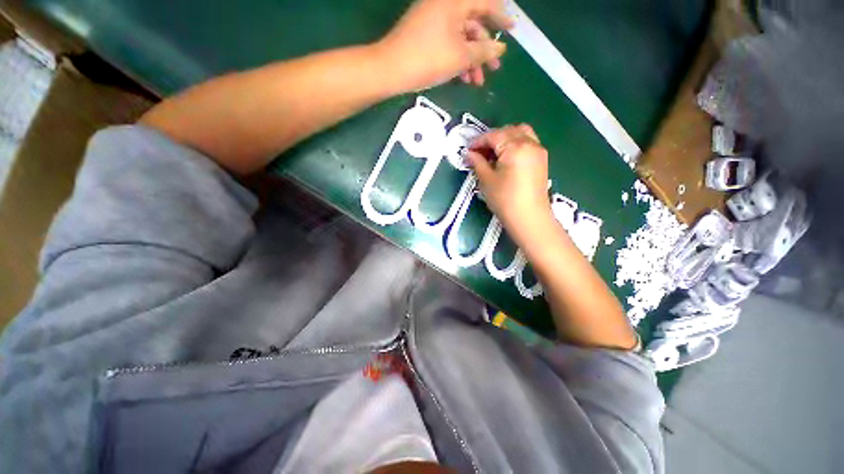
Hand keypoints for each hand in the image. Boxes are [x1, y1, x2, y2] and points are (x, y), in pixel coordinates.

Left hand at [376, 0, 512, 90]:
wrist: (391, 69)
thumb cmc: (428, 59)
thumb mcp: (461, 57)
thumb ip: (483, 51)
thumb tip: (500, 48)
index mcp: (455, 1)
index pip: (486, 4)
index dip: (502, 17)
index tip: (513, 30)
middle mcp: (445, 5)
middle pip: (473, 23)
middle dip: (485, 49)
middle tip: (494, 69)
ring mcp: (433, 19)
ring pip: (460, 38)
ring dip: (471, 60)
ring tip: (477, 82)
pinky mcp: (425, 34)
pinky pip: (448, 43)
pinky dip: (457, 59)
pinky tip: (463, 79)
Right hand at [467, 124, 553, 242]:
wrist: (529, 218)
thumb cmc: (505, 199)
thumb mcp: (486, 180)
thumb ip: (477, 162)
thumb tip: (469, 153)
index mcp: (515, 147)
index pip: (493, 136)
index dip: (478, 141)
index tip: (467, 149)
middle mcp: (530, 143)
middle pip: (508, 130)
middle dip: (492, 138)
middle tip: (479, 152)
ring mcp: (538, 150)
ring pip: (520, 133)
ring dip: (505, 138)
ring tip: (493, 153)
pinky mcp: (542, 159)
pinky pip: (528, 142)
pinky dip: (515, 144)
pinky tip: (506, 158)